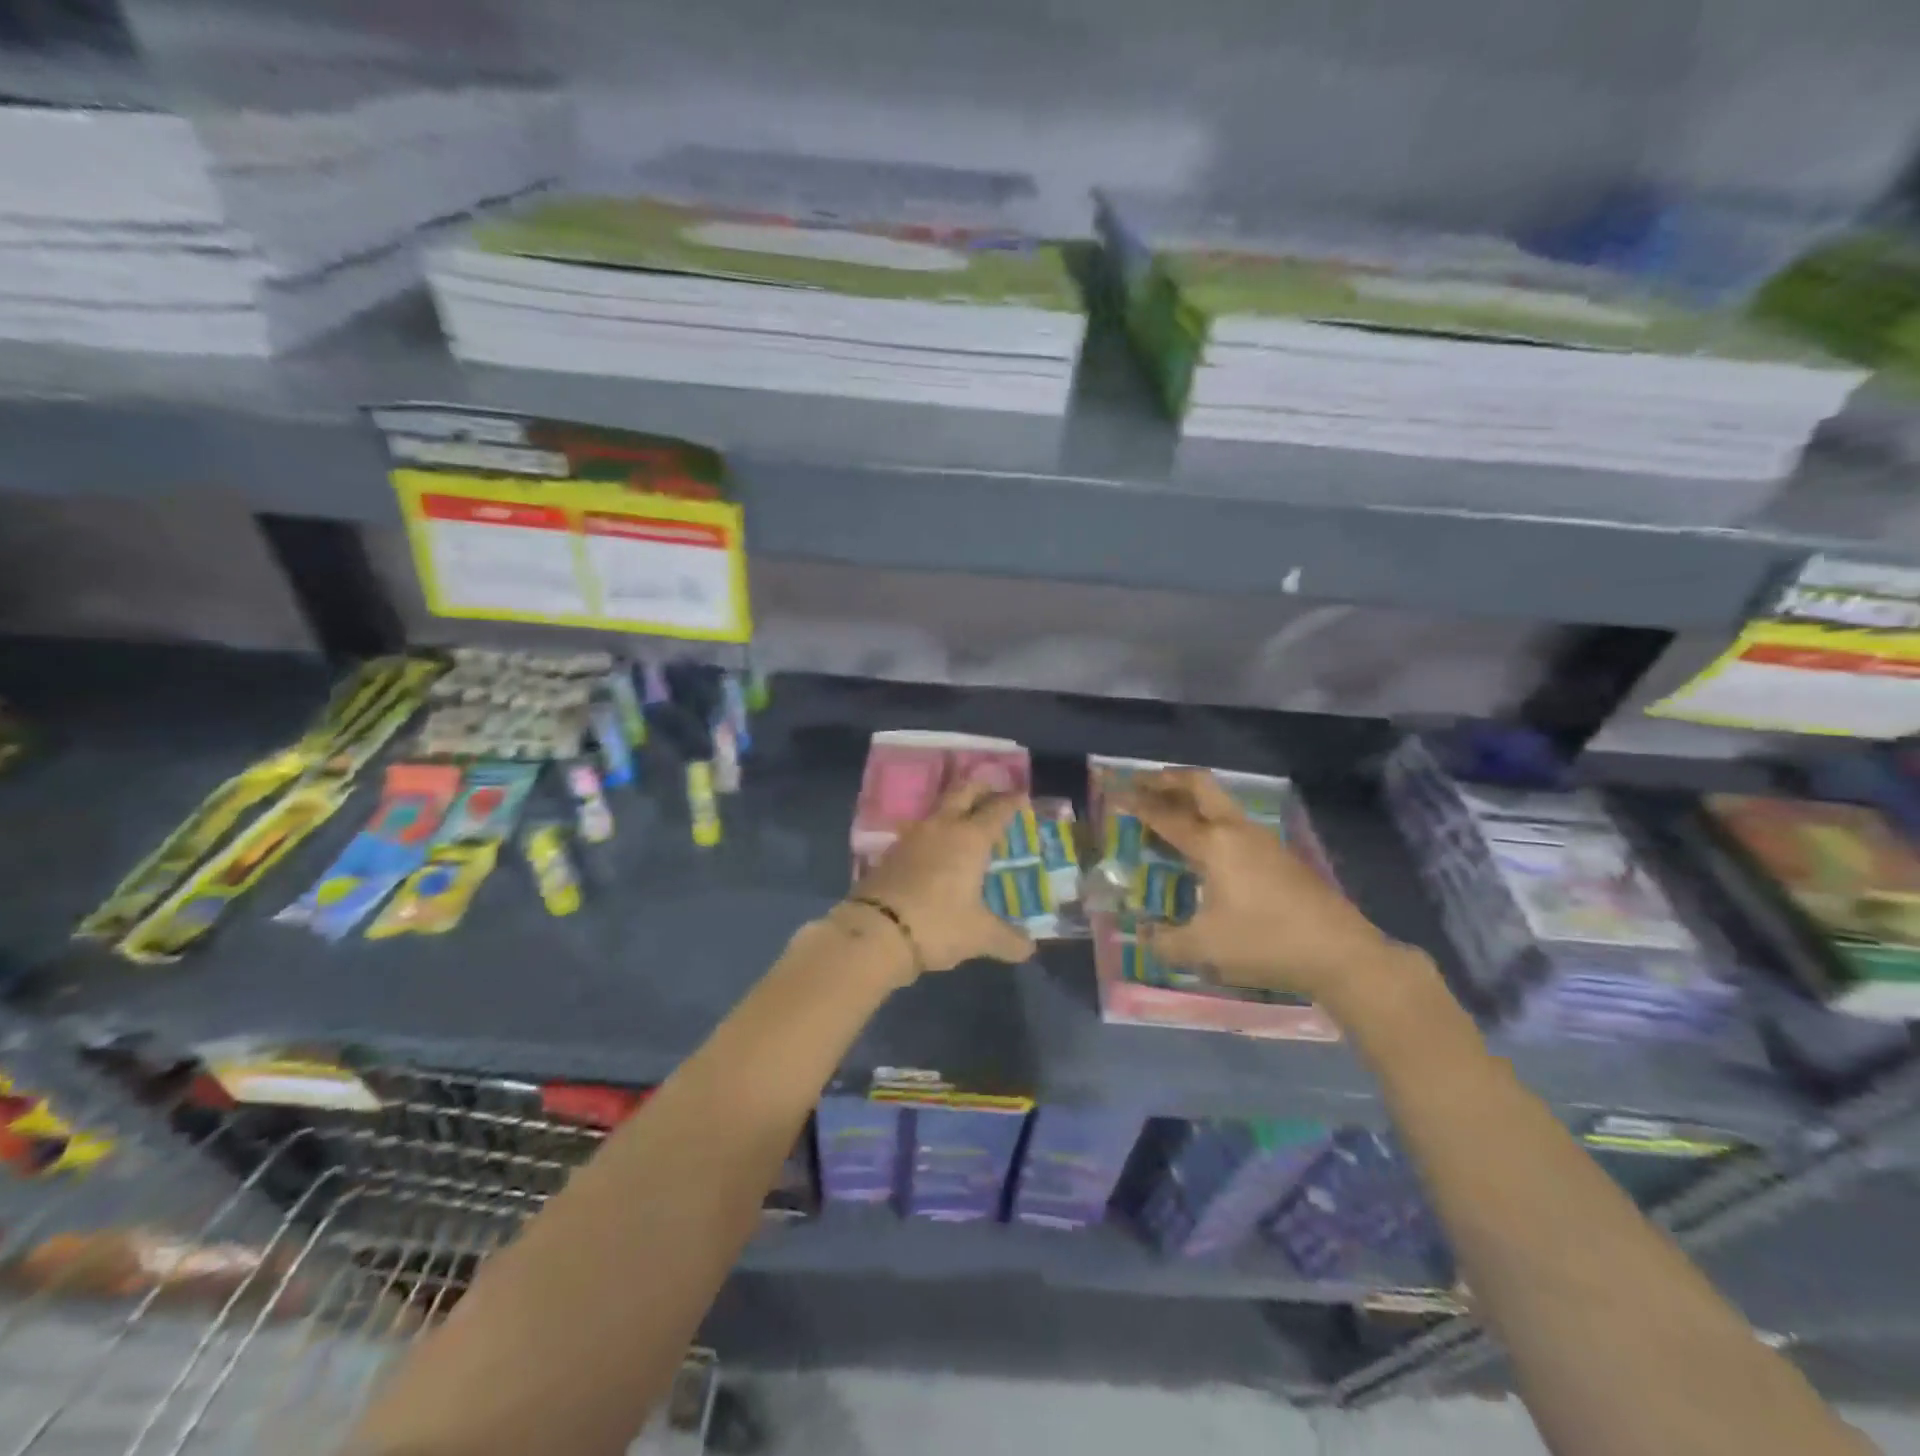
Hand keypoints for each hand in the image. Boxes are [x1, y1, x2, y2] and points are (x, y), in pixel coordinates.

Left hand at [851, 780, 1035, 974]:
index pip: (996, 811)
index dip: (1011, 802)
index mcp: (970, 839)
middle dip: (980, 788)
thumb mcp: (979, 936)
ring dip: (953, 809)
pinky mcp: (890, 853)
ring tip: (965, 821)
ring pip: (937, 810)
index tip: (1022, 795)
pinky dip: (934, 834)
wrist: (875, 932)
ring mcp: (912, 837)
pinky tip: (936, 850)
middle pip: (963, 793)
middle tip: (993, 790)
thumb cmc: (937, 925)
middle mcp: (942, 828)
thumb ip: (1007, 939)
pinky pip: (919, 833)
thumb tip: (1029, 948)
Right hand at [1116, 768, 1396, 1002]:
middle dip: (1167, 780)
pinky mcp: (1281, 856)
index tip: (1113, 792)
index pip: (1165, 815)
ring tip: (1168, 812)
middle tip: (1142, 783)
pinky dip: (1210, 821)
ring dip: (1190, 799)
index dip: (1135, 803)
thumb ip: (1165, 942)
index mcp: (1214, 844)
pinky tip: (1205, 848)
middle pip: (1199, 785)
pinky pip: (1234, 823)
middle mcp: (1237, 831)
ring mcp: (1264, 840)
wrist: (1342, 954)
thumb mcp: (1204, 949)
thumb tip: (1144, 937)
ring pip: (1220, 802)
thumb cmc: (1265, 943)